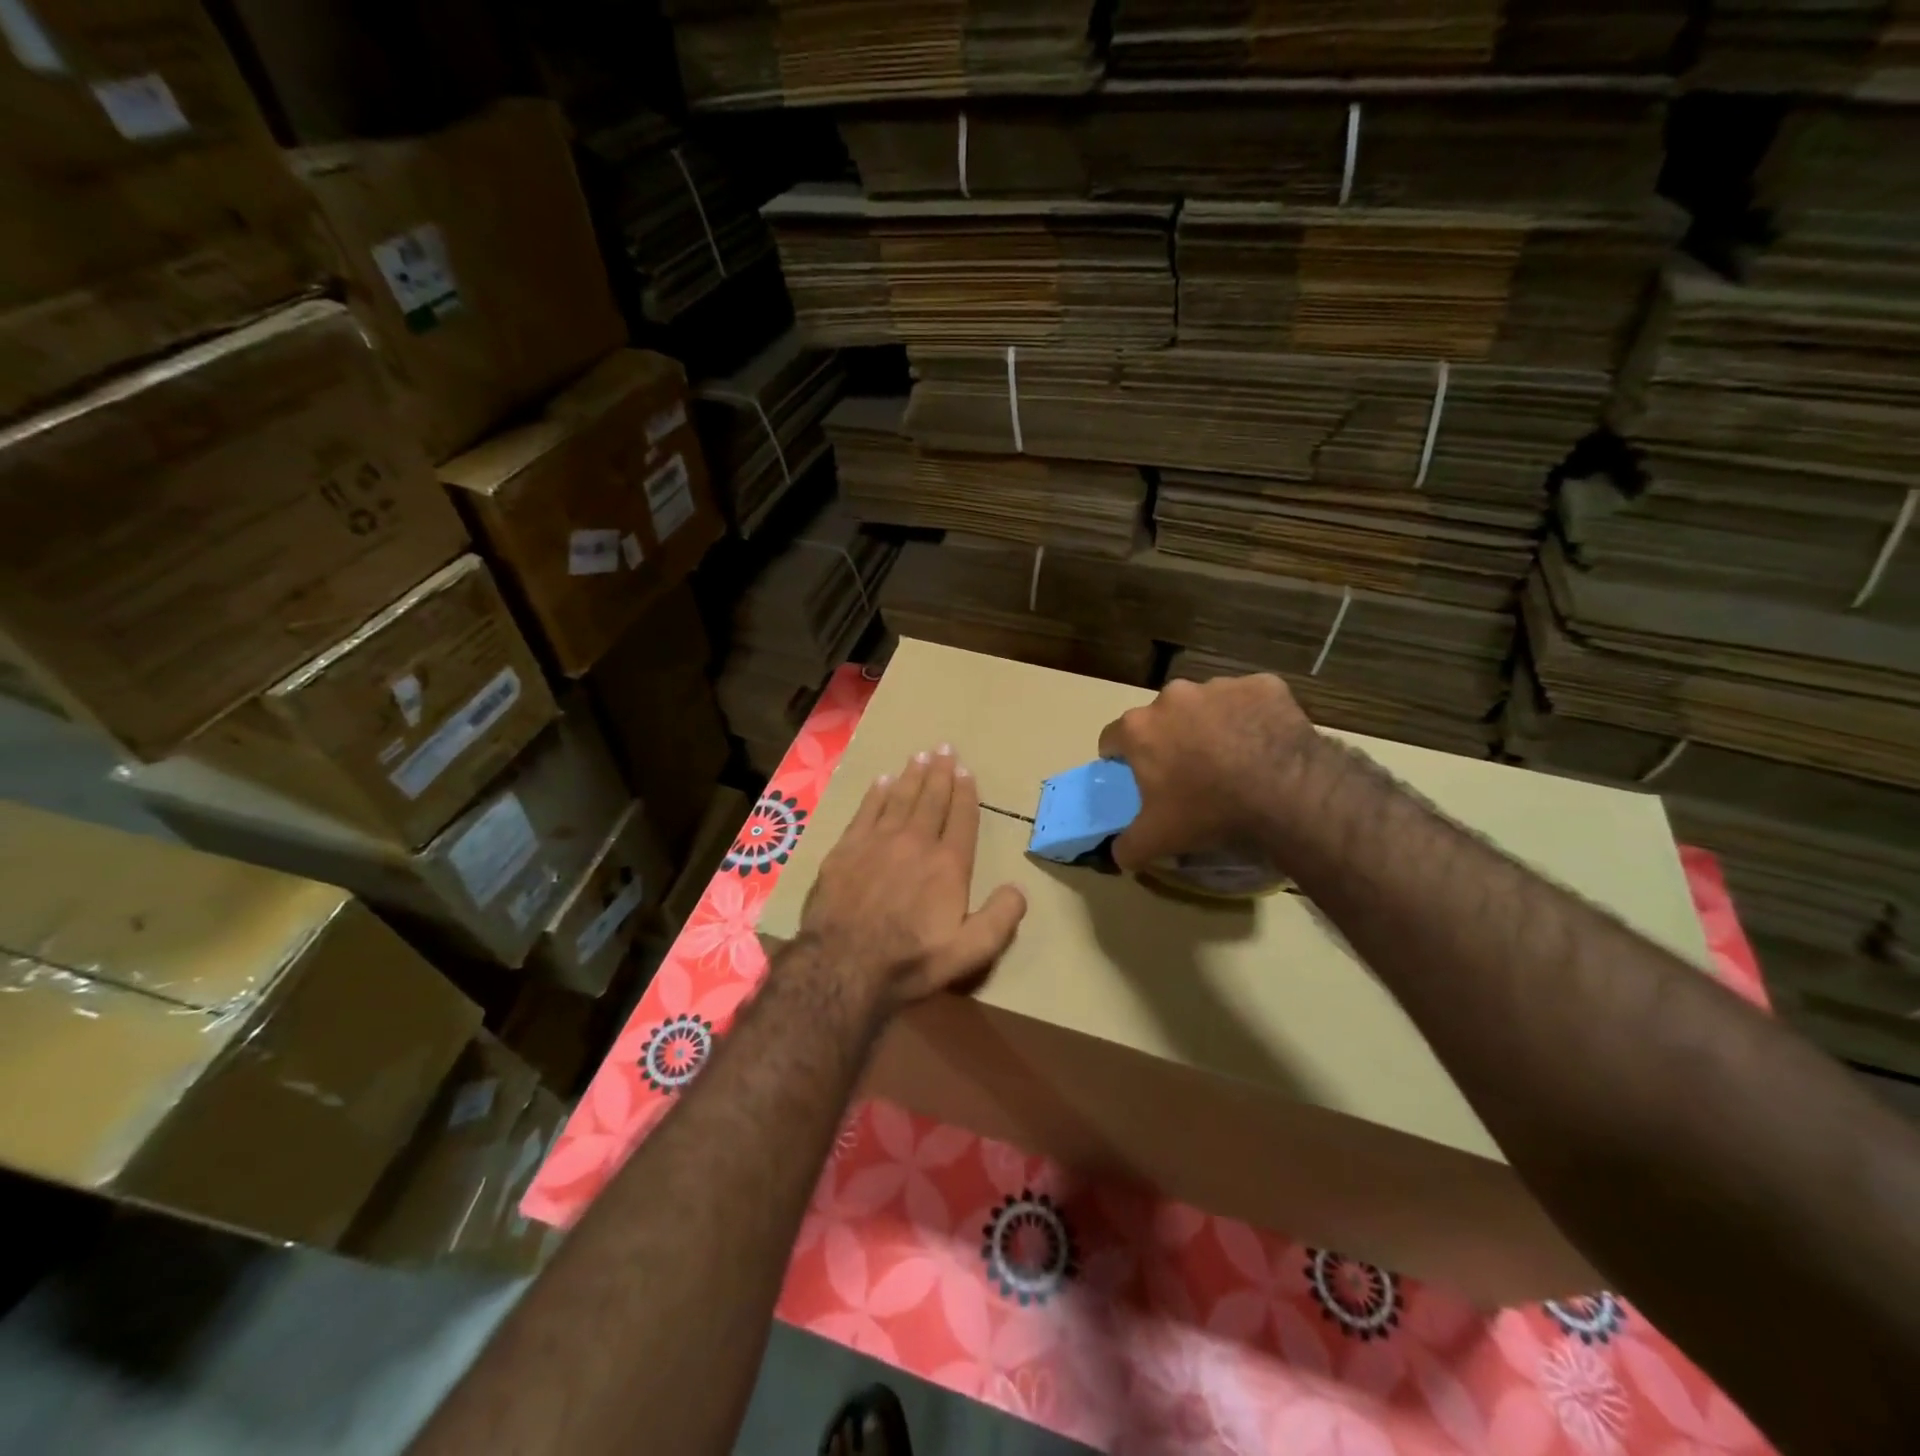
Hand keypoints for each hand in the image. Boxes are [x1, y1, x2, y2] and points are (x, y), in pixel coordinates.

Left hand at [797, 744, 1027, 1008]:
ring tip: (919, 756)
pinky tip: (881, 781)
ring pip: (899, 799)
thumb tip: (1019, 887)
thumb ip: (1000, 919)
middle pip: (931, 800)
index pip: (961, 819)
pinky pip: (865, 811)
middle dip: (940, 773)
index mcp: (948, 865)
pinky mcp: (846, 850)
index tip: (966, 771)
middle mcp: (915, 843)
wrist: (842, 967)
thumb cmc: (910, 962)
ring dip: (911, 776)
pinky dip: (876, 794)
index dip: (965, 793)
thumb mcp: (969, 953)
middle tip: (945, 748)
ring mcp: (877, 843)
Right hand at [1098, 674, 1318, 871]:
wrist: (1287, 794)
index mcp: (1139, 728)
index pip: (1112, 737)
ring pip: (1206, 705)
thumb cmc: (1209, 812)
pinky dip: (1253, 718)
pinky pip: (1250, 701)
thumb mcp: (1157, 840)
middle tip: (1190, 773)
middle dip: (1171, 739)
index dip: (1122, 759)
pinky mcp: (1263, 686)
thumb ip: (1127, 846)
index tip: (1138, 777)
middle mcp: (1173, 696)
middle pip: (1162, 718)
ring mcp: (1220, 686)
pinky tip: (1267, 745)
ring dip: (1212, 726)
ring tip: (1234, 761)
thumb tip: (1119, 853)